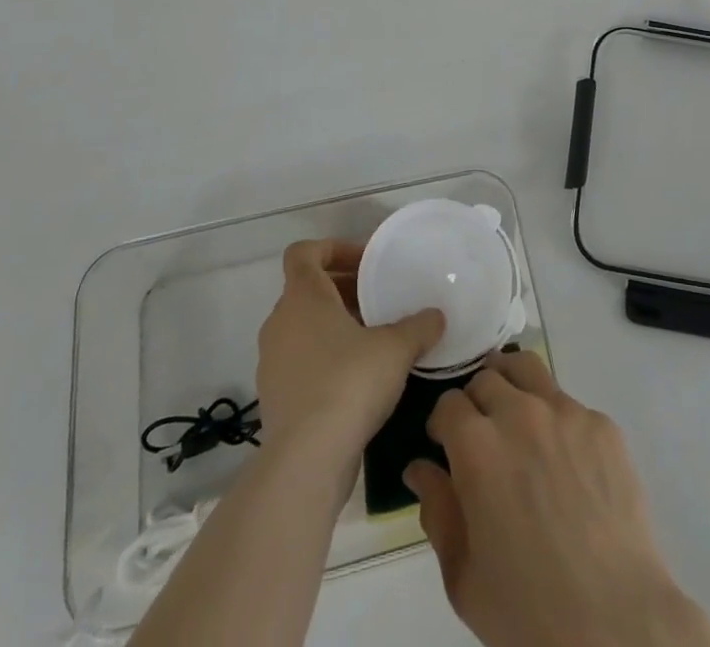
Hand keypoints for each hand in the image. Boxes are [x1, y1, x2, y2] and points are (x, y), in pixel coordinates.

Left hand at [255, 239, 442, 465]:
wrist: (307, 461)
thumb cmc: (349, 383)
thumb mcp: (396, 348)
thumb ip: (419, 326)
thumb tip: (437, 316)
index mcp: (302, 297)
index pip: (303, 253)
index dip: (334, 249)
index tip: (366, 263)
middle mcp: (279, 323)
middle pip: (307, 290)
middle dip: (343, 290)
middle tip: (379, 300)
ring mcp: (272, 363)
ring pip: (304, 327)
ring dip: (335, 326)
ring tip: (374, 340)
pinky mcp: (275, 399)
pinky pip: (301, 361)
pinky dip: (326, 358)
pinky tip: (359, 379)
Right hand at [405, 352, 709, 646]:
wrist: (614, 621)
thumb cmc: (527, 609)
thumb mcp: (463, 575)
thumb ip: (437, 511)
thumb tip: (419, 468)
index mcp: (477, 446)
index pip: (448, 403)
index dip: (442, 424)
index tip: (445, 445)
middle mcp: (520, 413)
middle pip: (486, 378)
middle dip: (476, 402)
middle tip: (481, 436)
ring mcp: (566, 412)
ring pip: (528, 369)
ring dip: (512, 384)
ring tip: (515, 414)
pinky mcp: (602, 424)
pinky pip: (569, 404)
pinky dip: (556, 419)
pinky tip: (565, 460)